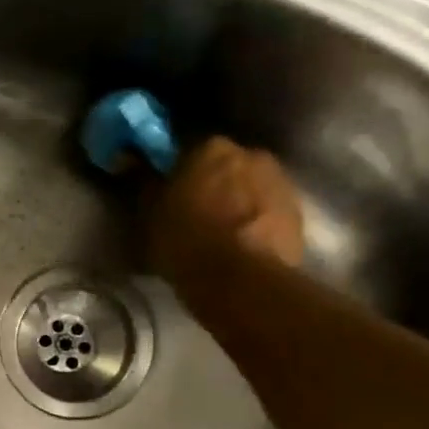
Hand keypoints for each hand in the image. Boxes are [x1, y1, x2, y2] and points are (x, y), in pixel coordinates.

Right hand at [144, 136, 304, 290]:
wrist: (239, 280)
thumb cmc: (185, 242)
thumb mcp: (149, 215)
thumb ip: (145, 183)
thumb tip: (130, 159)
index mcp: (210, 148)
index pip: (189, 150)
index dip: (177, 171)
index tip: (168, 191)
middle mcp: (251, 153)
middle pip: (226, 166)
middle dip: (212, 184)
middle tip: (194, 213)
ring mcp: (280, 181)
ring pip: (250, 187)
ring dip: (237, 202)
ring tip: (220, 234)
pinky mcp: (298, 212)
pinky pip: (268, 210)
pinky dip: (256, 222)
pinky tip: (241, 245)